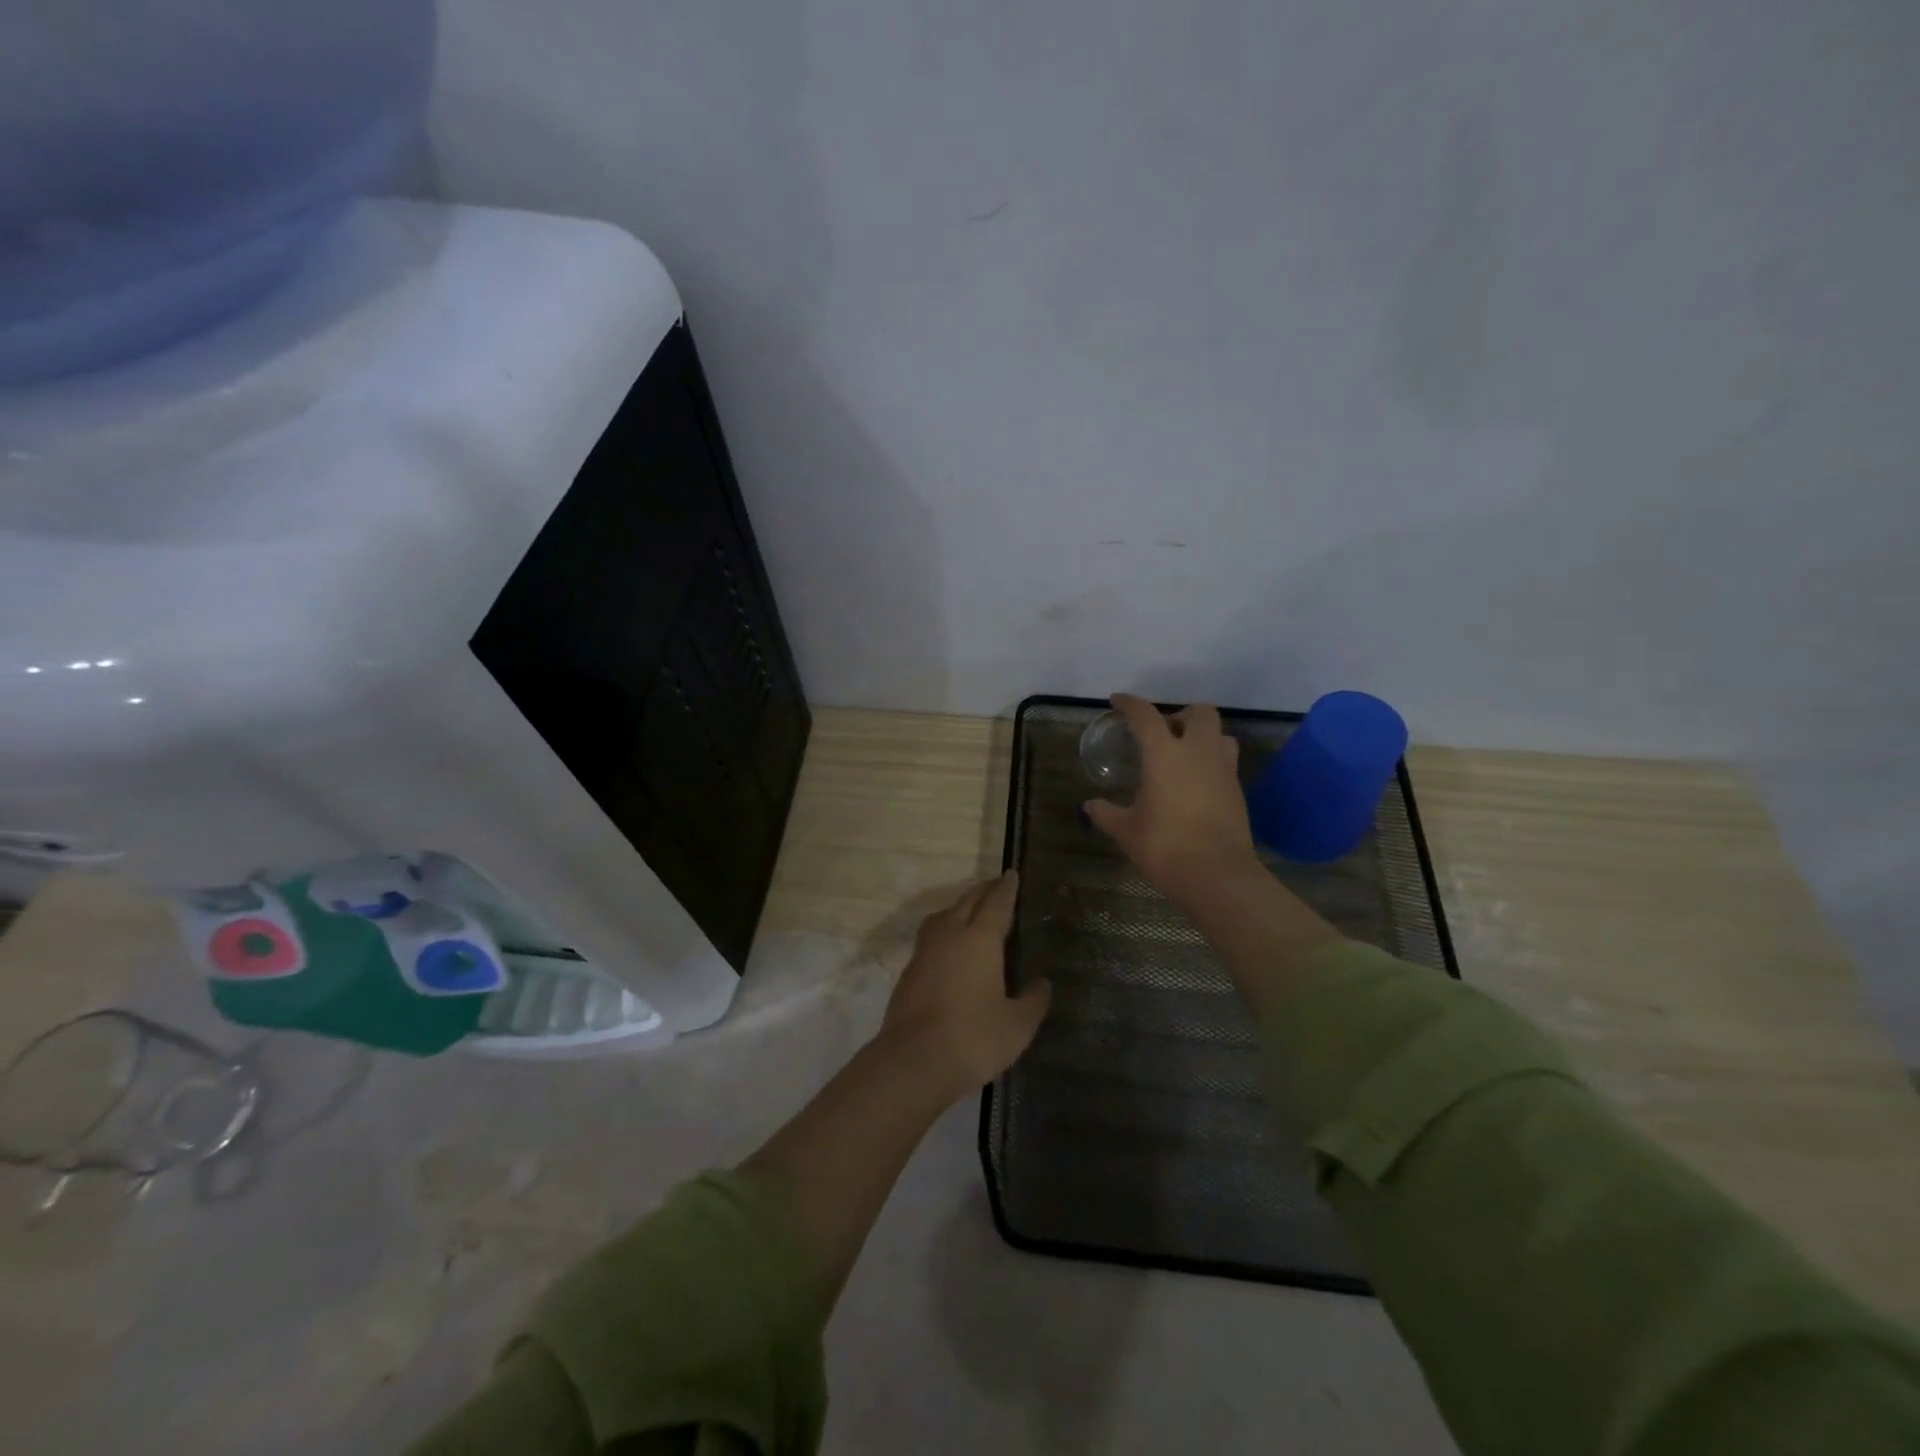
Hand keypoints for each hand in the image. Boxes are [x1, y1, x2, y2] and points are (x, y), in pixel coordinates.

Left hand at [879, 871, 1050, 1097]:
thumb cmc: (973, 1038)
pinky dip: (945, 931)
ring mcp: (925, 951)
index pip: (997, 903)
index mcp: (980, 939)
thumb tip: (1042, 983)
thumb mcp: (1017, 1026)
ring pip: (944, 915)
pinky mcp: (909, 971)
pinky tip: (951, 948)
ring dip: (960, 907)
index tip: (1012, 874)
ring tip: (972, 912)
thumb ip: (1033, 1001)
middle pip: (968, 901)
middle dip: (984, 891)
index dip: (1007, 888)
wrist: (913, 1060)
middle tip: (997, 887)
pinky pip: (931, 936)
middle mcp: (950, 934)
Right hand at [1085, 694, 1260, 905]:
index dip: (1130, 704)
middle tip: (1163, 734)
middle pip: (1199, 712)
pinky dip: (1211, 762)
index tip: (1118, 701)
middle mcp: (1198, 753)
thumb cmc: (1165, 848)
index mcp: (1164, 755)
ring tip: (1184, 756)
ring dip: (1202, 736)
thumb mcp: (1127, 831)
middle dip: (1181, 715)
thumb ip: (1107, 814)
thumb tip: (1090, 806)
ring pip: (1220, 734)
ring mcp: (1223, 770)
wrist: (1217, 876)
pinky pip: (1226, 762)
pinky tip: (1195, 784)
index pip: (1145, 716)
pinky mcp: (1238, 791)